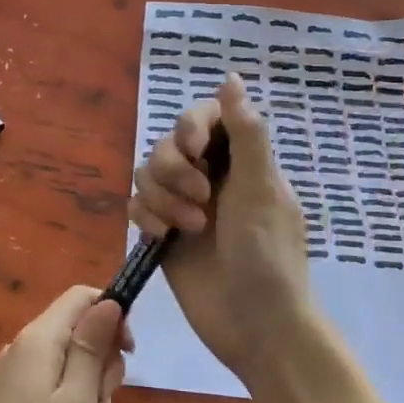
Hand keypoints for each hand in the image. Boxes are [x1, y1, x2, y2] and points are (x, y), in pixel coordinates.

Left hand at [0, 286, 127, 402]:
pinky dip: (71, 397)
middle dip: (102, 357)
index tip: (128, 352)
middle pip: (78, 326)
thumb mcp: (78, 400)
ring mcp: (15, 370)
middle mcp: (23, 344)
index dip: (112, 313)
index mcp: (38, 338)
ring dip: (89, 383)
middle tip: (101, 402)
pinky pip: (53, 378)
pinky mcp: (12, 395)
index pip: (82, 296)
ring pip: (69, 355)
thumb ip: (93, 346)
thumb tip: (109, 301)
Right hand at [129, 74, 318, 387]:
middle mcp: (210, 177)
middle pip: (168, 143)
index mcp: (240, 161)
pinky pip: (136, 206)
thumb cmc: (267, 254)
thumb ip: (246, 132)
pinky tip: (162, 239)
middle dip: (175, 168)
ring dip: (161, 197)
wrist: (255, 326)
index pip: (204, 117)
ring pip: (147, 173)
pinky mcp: (163, 234)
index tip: (196, 150)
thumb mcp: (262, 188)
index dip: (192, 126)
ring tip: (189, 228)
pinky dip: (145, 217)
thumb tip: (232, 76)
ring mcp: (184, 206)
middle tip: (200, 198)